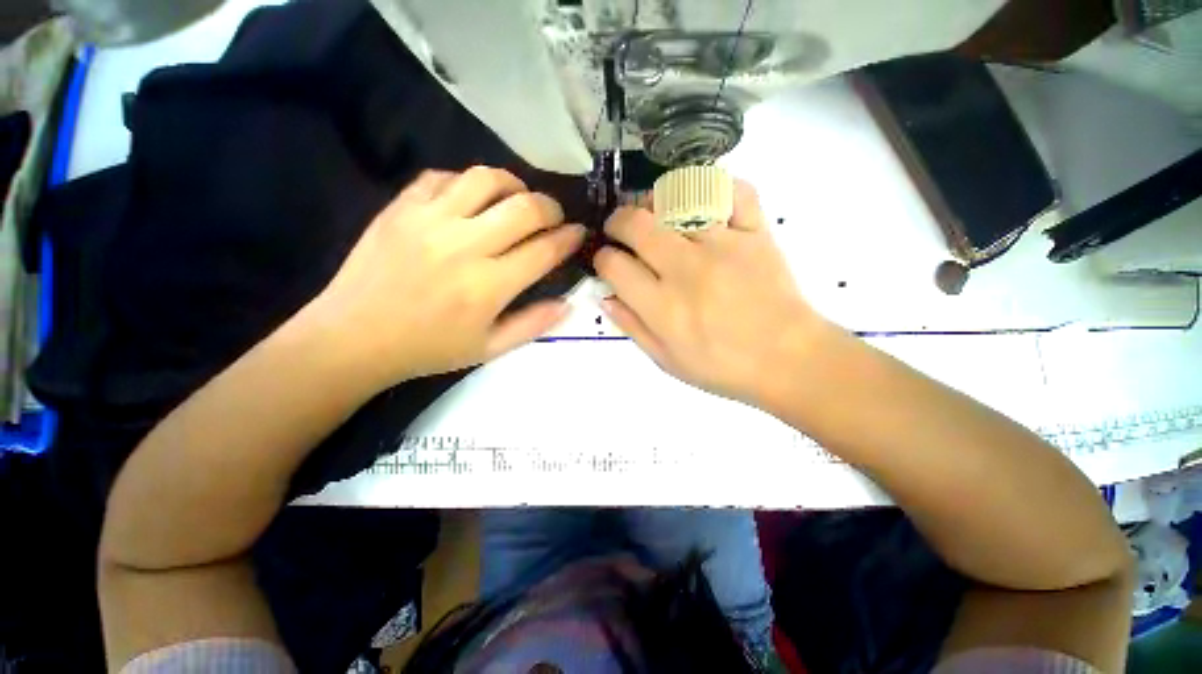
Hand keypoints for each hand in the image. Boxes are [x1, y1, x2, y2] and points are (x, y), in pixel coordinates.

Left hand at [306, 167, 584, 386]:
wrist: (353, 337)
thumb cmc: (428, 349)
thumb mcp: (489, 349)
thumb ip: (533, 325)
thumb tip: (568, 303)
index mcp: (488, 286)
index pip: (544, 250)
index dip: (569, 238)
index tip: (578, 234)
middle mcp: (464, 246)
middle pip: (524, 208)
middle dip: (551, 208)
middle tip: (554, 217)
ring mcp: (429, 220)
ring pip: (486, 179)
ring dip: (514, 185)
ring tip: (518, 199)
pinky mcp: (401, 207)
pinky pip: (443, 177)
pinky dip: (468, 183)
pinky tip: (473, 200)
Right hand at [594, 180, 828, 404]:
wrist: (788, 360)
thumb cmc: (723, 367)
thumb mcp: (667, 361)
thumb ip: (632, 327)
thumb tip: (604, 296)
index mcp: (663, 308)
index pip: (614, 266)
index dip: (602, 259)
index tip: (607, 261)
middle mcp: (688, 270)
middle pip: (636, 224)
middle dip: (617, 222)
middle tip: (620, 230)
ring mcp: (725, 246)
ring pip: (676, 199)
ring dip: (654, 202)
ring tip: (654, 213)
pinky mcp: (756, 233)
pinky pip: (733, 191)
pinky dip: (714, 186)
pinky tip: (701, 202)